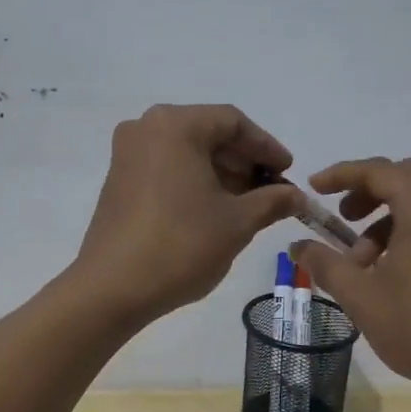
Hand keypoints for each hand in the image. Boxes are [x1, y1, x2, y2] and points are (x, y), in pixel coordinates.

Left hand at [72, 105, 301, 324]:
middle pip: (208, 134)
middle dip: (244, 161)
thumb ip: (272, 201)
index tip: (288, 173)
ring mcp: (127, 155)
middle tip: (272, 191)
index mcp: (175, 125)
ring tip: (248, 205)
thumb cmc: (181, 245)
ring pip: (187, 152)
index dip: (266, 147)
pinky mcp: (118, 181)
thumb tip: (297, 196)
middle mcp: (145, 128)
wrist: (112, 288)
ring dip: (221, 173)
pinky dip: (194, 182)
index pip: (233, 123)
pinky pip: (166, 169)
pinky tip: (214, 210)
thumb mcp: (237, 222)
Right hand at [288, 157, 410, 401]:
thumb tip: (297, 246)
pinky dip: (402, 233)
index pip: (380, 171)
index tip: (314, 189)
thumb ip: (325, 264)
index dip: (342, 174)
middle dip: (367, 189)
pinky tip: (384, 274)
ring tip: (359, 261)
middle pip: (404, 176)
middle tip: (341, 218)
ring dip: (383, 218)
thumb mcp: (360, 295)